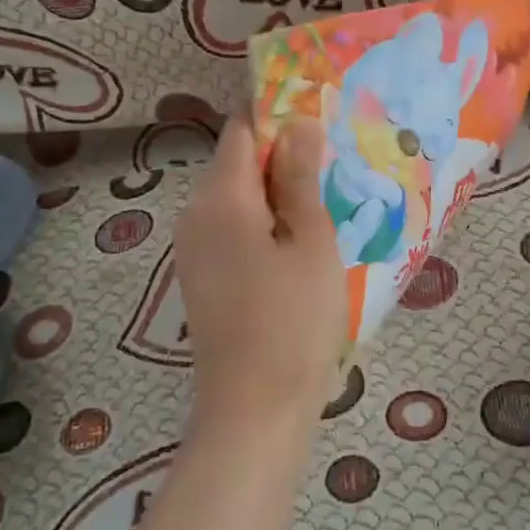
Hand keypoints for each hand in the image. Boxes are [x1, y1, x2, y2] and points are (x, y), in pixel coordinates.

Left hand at [175, 116, 347, 431]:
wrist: (255, 411)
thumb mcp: (311, 240)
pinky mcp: (202, 276)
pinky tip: (300, 245)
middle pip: (238, 162)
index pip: (242, 128)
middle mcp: (195, 214)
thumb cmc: (293, 320)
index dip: (279, 117)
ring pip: (237, 197)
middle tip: (335, 170)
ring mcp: (194, 248)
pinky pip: (233, 228)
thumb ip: (300, 176)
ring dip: (277, 194)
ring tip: (326, 208)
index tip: (321, 123)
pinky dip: (264, 224)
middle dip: (283, 158)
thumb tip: (297, 121)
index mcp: (220, 197)